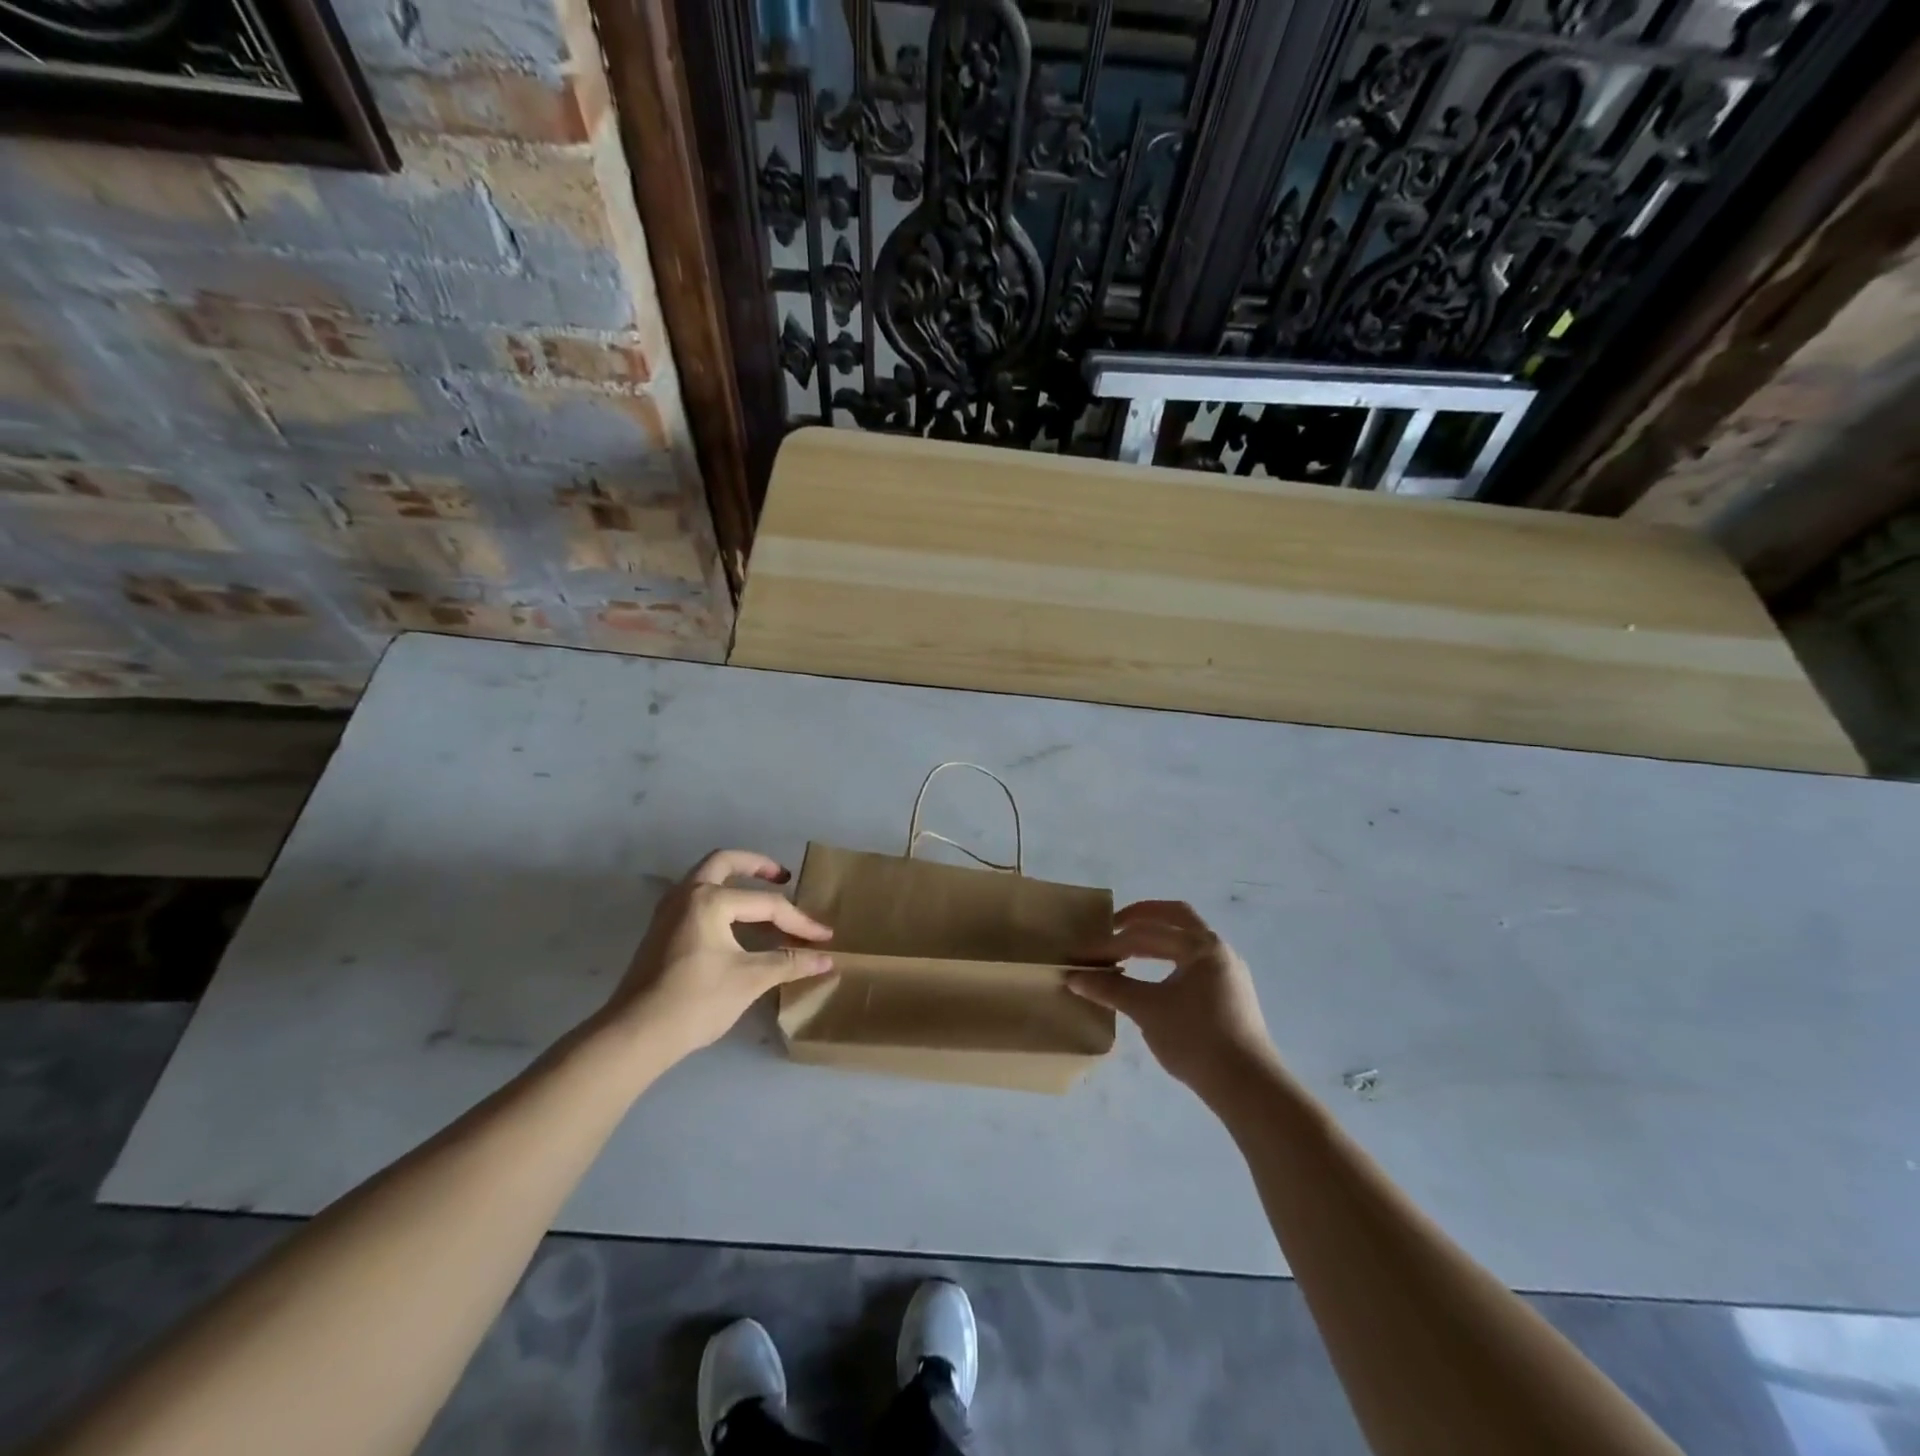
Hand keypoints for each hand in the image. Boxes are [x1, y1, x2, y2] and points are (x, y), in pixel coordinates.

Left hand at [603, 850, 832, 1061]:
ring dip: (735, 880)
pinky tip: (735, 923)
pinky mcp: (661, 931)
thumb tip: (828, 959)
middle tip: (783, 877)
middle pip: (725, 862)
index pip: (766, 904)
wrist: (635, 1035)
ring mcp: (669, 912)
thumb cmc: (696, 1001)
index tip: (824, 937)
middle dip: (757, 866)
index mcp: (710, 899)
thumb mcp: (749, 979)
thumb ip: (790, 963)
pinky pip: (696, 898)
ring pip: (706, 878)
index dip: (799, 921)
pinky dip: (721, 899)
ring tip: (762, 897)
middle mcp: (687, 894)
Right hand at [1068, 900, 1275, 1093]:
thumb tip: (1073, 977)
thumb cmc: (1196, 1038)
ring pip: (1186, 943)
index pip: (1149, 930)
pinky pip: (1194, 964)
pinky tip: (1153, 981)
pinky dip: (1169, 962)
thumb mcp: (1147, 1010)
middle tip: (1111, 930)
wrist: (1247, 1086)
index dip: (1114, 941)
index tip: (1088, 954)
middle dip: (1140, 922)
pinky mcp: (1230, 996)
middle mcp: (1219, 950)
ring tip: (1127, 955)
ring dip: (1155, 943)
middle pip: (1175, 921)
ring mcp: (1228, 973)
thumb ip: (1110, 988)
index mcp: (1202, 945)